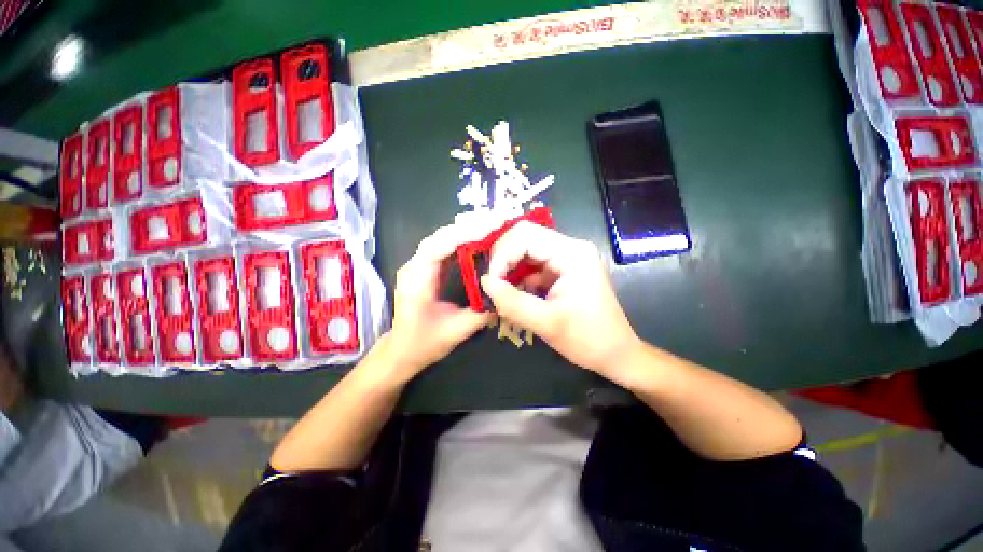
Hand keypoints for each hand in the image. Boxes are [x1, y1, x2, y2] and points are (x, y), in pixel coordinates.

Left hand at [385, 224, 493, 382]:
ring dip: (466, 231)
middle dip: (469, 227)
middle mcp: (414, 266)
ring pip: (442, 239)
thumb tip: (505, 296)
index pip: (439, 247)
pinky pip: (444, 247)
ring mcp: (419, 265)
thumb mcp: (456, 331)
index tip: (491, 229)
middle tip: (496, 222)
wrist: (402, 350)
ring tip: (491, 226)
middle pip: (441, 237)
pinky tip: (478, 240)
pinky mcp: (426, 268)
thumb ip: (481, 314)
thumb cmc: (424, 343)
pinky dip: (462, 241)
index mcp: (417, 280)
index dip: (464, 235)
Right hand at [480, 222, 639, 381]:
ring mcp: (566, 258)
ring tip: (498, 291)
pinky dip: (518, 278)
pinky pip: (532, 265)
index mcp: (572, 254)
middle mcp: (570, 248)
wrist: (615, 354)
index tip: (490, 281)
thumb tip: (484, 282)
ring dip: (508, 269)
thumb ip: (512, 302)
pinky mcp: (562, 270)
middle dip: (502, 259)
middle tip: (491, 284)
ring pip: (525, 251)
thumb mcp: (547, 323)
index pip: (526, 235)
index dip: (502, 254)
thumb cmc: (588, 339)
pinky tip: (512, 294)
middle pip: (524, 238)